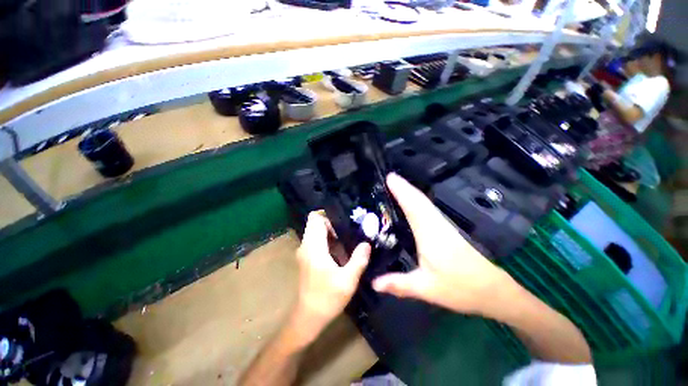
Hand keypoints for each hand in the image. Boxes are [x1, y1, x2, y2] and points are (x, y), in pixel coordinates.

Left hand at [292, 212, 370, 342]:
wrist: (308, 317)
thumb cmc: (327, 298)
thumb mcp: (348, 280)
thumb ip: (358, 260)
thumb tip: (367, 243)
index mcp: (314, 247)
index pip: (315, 218)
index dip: (328, 215)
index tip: (344, 220)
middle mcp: (306, 245)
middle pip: (315, 223)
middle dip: (332, 222)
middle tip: (349, 229)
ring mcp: (305, 252)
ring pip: (315, 231)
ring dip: (330, 231)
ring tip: (348, 237)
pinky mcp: (307, 258)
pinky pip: (316, 240)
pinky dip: (327, 239)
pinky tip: (341, 249)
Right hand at [372, 174, 516, 317]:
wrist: (494, 290)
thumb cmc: (461, 287)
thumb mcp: (426, 288)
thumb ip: (399, 284)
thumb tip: (373, 282)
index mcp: (429, 233)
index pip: (413, 205)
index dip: (401, 190)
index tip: (389, 177)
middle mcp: (436, 224)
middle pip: (419, 199)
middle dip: (404, 186)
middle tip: (388, 177)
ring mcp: (443, 225)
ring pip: (425, 202)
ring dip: (411, 191)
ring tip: (395, 185)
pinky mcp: (447, 229)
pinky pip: (428, 209)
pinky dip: (417, 201)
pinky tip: (411, 203)